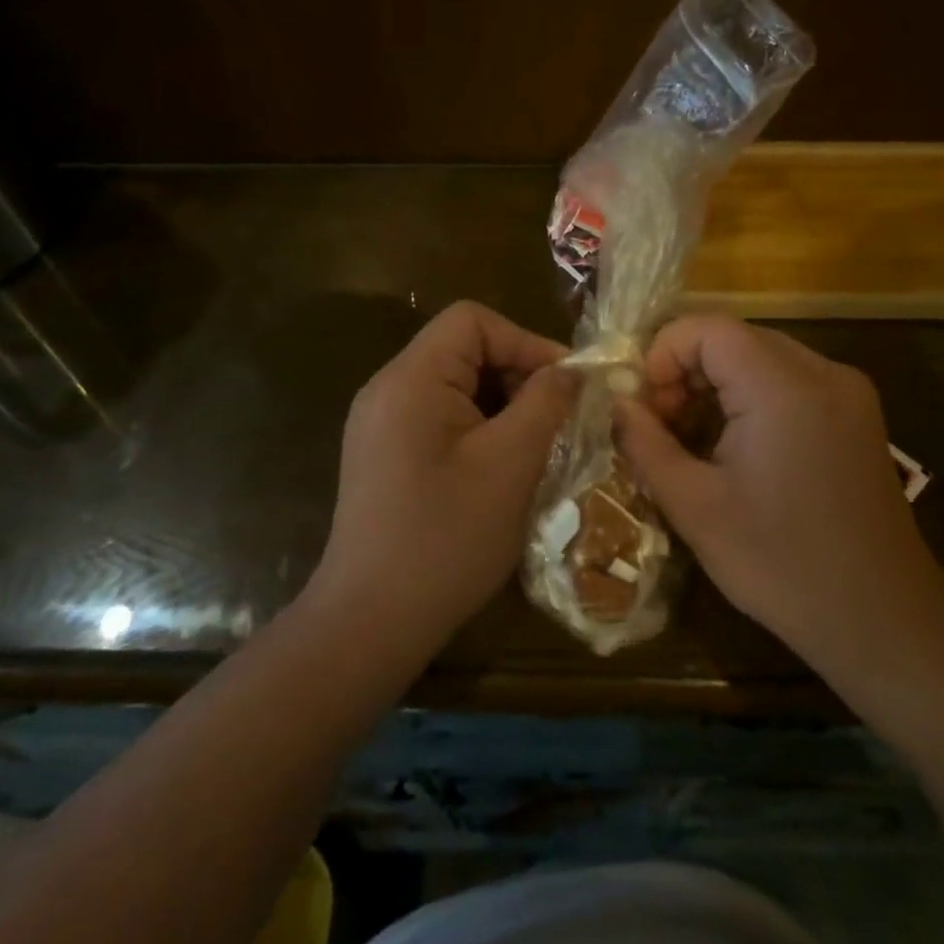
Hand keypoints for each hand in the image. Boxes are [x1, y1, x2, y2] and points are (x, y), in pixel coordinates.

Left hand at [306, 302, 578, 663]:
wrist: (370, 622)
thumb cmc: (446, 538)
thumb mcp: (510, 464)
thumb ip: (546, 403)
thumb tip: (574, 371)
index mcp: (411, 378)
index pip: (473, 321)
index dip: (526, 341)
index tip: (567, 385)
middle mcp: (387, 388)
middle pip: (463, 350)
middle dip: (517, 376)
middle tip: (559, 420)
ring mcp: (380, 423)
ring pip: (455, 387)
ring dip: (502, 406)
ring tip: (537, 445)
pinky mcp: (383, 455)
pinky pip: (439, 419)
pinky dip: (478, 430)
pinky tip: (502, 469)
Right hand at [614, 316, 943, 685]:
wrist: (882, 619)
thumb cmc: (780, 564)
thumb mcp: (694, 506)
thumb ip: (645, 442)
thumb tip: (617, 402)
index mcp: (783, 387)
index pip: (706, 328)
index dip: (663, 356)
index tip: (645, 409)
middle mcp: (822, 372)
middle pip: (732, 339)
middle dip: (685, 373)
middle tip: (663, 429)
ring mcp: (846, 391)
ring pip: (758, 358)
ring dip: (715, 387)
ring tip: (694, 443)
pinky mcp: (856, 414)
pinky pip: (787, 381)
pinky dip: (750, 398)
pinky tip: (736, 449)